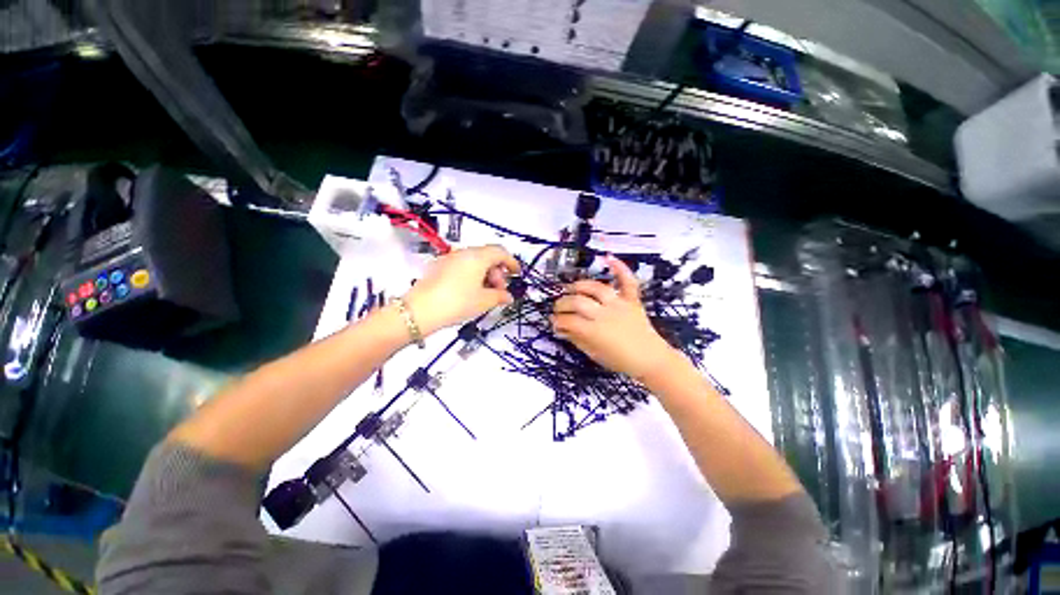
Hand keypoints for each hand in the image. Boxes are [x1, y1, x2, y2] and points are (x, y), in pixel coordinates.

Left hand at [404, 245, 520, 335]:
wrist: (419, 310)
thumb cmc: (457, 303)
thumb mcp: (484, 301)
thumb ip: (500, 296)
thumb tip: (508, 296)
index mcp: (477, 257)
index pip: (500, 252)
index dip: (511, 262)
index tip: (517, 274)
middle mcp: (463, 252)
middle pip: (487, 256)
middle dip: (497, 271)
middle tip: (499, 290)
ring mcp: (449, 258)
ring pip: (474, 261)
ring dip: (485, 274)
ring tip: (485, 293)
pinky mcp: (438, 266)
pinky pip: (462, 266)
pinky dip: (471, 275)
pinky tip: (470, 291)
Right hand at [552, 255, 675, 380]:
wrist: (651, 360)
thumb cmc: (620, 360)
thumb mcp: (593, 354)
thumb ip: (576, 339)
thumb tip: (560, 329)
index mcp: (594, 331)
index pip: (568, 321)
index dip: (557, 321)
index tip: (553, 322)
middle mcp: (605, 314)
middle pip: (578, 302)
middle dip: (562, 304)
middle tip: (558, 308)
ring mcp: (620, 305)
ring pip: (596, 288)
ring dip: (580, 286)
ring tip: (571, 289)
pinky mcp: (632, 301)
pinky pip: (627, 281)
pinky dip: (620, 268)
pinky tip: (608, 258)